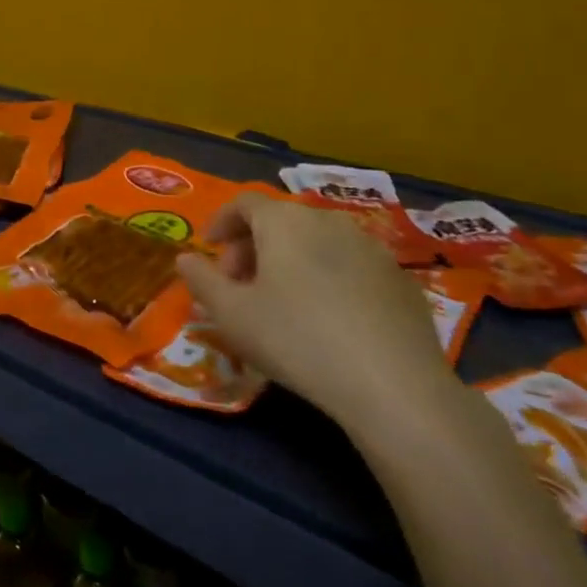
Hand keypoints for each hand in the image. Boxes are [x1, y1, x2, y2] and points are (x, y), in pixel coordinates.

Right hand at [177, 194, 458, 432]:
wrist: (392, 384)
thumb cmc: (296, 339)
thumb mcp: (231, 315)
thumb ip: (202, 281)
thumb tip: (185, 259)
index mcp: (284, 221)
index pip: (244, 202)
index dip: (221, 221)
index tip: (209, 248)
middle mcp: (328, 220)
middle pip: (281, 220)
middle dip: (252, 246)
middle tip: (239, 284)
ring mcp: (372, 247)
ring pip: (317, 241)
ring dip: (291, 261)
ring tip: (282, 301)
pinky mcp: (401, 278)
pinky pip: (351, 265)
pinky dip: (329, 278)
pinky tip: (328, 319)